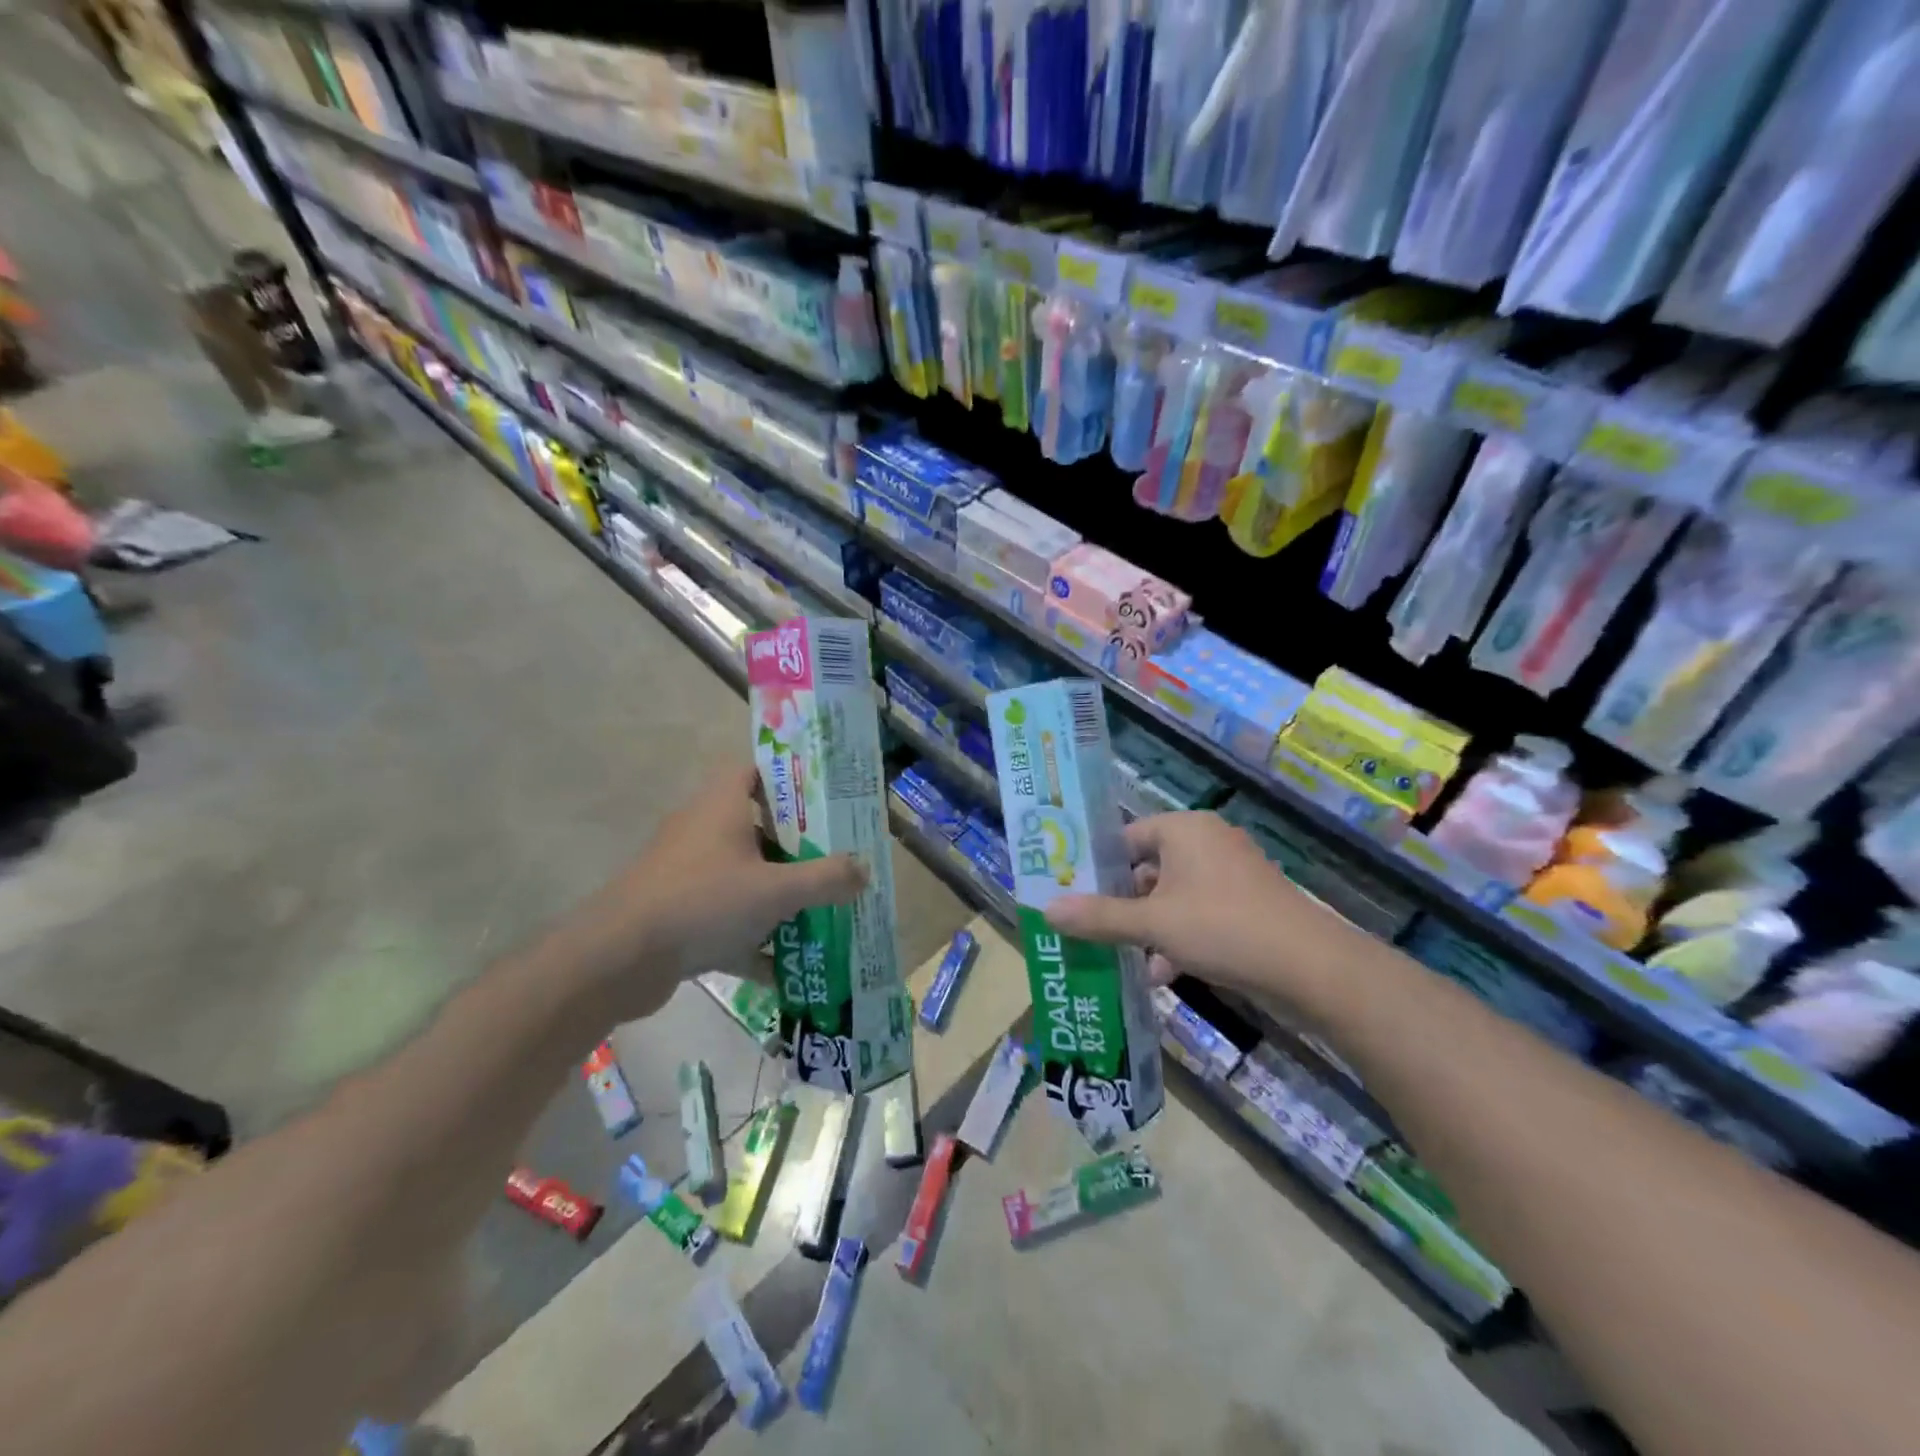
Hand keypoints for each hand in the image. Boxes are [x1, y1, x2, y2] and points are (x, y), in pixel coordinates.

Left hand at [584, 766, 864, 1017]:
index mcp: (721, 805)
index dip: (789, 780)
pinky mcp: (676, 913)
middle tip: (834, 860)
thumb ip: (826, 879)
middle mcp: (701, 831)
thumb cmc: (703, 901)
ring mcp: (685, 873)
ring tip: (819, 912)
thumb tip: (865, 870)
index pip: (755, 771)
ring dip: (775, 896)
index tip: (824, 801)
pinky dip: (751, 938)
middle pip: (756, 828)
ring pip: (742, 876)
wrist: (619, 958)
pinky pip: (724, 918)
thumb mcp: (776, 890)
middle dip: (796, 848)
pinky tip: (784, 969)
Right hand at [1044, 811, 1346, 1009]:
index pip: (1126, 838)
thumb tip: (1047, 910)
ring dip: (1148, 927)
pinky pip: (1199, 914)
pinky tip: (1161, 974)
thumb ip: (1099, 917)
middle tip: (1090, 928)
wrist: (1310, 968)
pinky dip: (1178, 938)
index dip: (1098, 867)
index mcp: (1184, 830)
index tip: (1072, 894)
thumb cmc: (1222, 928)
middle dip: (1121, 903)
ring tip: (1122, 957)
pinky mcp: (1247, 905)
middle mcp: (1207, 843)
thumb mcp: (1152, 924)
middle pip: (1148, 868)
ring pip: (1172, 896)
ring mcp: (1231, 875)